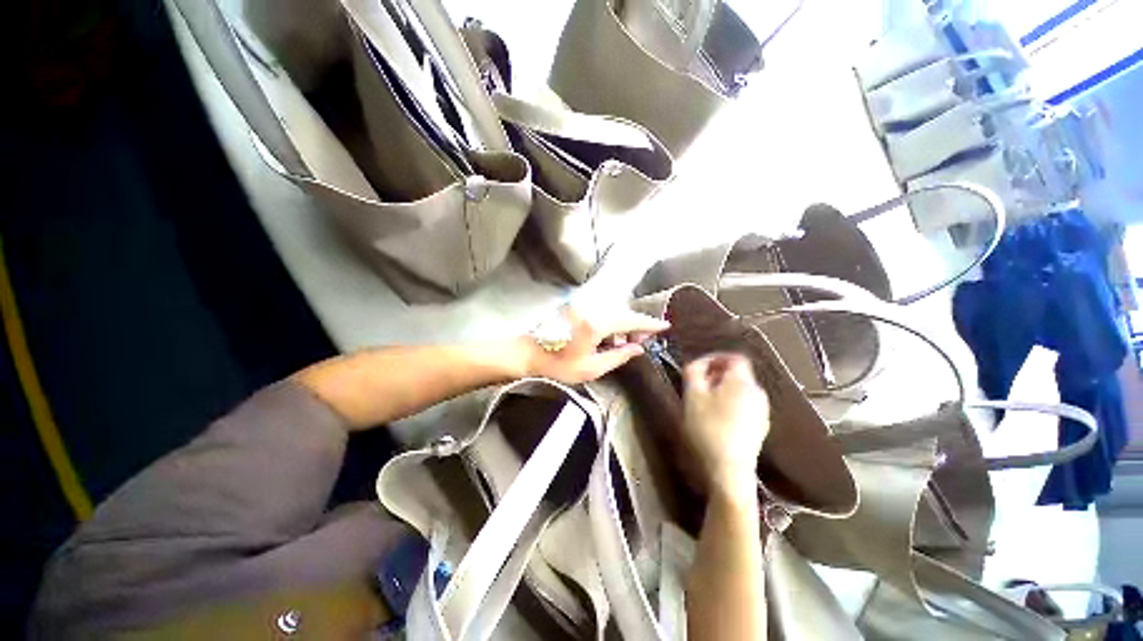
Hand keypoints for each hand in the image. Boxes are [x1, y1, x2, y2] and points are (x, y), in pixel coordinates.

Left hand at [517, 305, 669, 384]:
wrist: (528, 353)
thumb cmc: (558, 365)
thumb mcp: (592, 368)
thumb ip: (618, 356)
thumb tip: (638, 348)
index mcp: (596, 323)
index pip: (630, 319)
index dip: (649, 323)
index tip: (665, 325)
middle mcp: (591, 309)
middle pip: (623, 313)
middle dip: (636, 325)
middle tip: (642, 341)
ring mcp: (582, 306)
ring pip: (613, 311)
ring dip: (623, 325)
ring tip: (624, 343)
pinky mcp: (576, 308)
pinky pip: (601, 312)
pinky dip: (610, 323)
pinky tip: (609, 338)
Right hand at [682, 353, 769, 497]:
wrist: (729, 470)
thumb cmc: (708, 428)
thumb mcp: (692, 395)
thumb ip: (693, 372)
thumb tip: (696, 363)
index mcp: (742, 382)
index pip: (735, 357)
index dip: (716, 357)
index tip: (699, 367)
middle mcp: (758, 393)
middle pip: (738, 373)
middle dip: (717, 374)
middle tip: (698, 385)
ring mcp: (762, 412)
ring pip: (741, 390)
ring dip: (723, 389)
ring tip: (704, 402)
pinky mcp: (760, 427)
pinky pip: (745, 405)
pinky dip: (731, 403)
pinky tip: (717, 418)